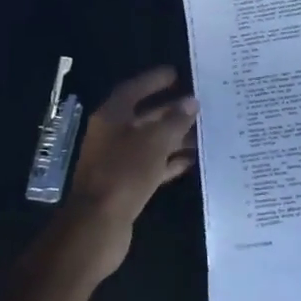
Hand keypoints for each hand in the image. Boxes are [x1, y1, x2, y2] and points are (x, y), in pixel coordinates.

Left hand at [54, 66, 198, 282]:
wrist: (97, 226)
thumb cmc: (123, 174)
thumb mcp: (154, 142)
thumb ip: (174, 121)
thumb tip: (191, 103)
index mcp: (111, 117)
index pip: (134, 90)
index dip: (154, 81)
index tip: (176, 74)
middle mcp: (112, 136)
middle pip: (144, 117)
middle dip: (170, 111)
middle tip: (199, 104)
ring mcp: (118, 162)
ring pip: (150, 143)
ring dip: (174, 137)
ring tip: (204, 132)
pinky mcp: (125, 186)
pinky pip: (152, 166)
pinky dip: (169, 162)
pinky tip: (192, 160)